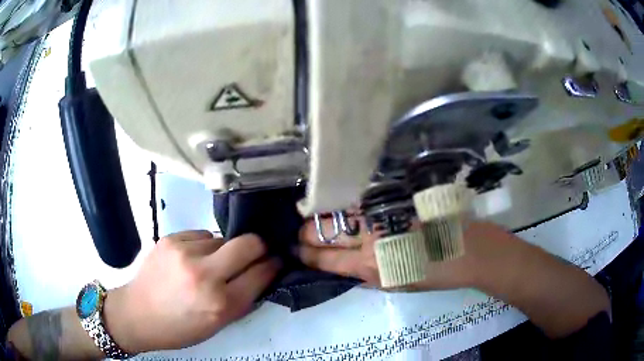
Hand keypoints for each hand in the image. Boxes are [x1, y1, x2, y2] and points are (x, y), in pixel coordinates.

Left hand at [104, 231, 280, 352]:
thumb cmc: (180, 328)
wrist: (137, 314)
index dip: (273, 265)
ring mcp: (185, 252)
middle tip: (256, 253)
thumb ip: (242, 299)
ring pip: (222, 238)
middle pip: (248, 243)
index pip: (261, 274)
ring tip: (210, 264)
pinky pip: (201, 235)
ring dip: (224, 250)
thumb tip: (262, 274)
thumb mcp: (218, 325)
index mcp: (220, 304)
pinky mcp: (170, 239)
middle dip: (259, 247)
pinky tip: (191, 259)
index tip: (277, 260)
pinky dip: (203, 246)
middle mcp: (204, 274)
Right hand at [298, 217, 512, 290]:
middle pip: (322, 231)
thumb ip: (367, 274)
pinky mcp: (393, 197)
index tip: (294, 250)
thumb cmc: (435, 275)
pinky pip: (358, 199)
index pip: (324, 259)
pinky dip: (343, 203)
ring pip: (335, 210)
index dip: (305, 255)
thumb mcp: (396, 284)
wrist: (469, 249)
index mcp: (370, 266)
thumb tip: (343, 264)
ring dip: (319, 215)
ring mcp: (380, 213)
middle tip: (301, 233)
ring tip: (313, 218)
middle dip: (306, 233)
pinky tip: (337, 204)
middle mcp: (369, 237)